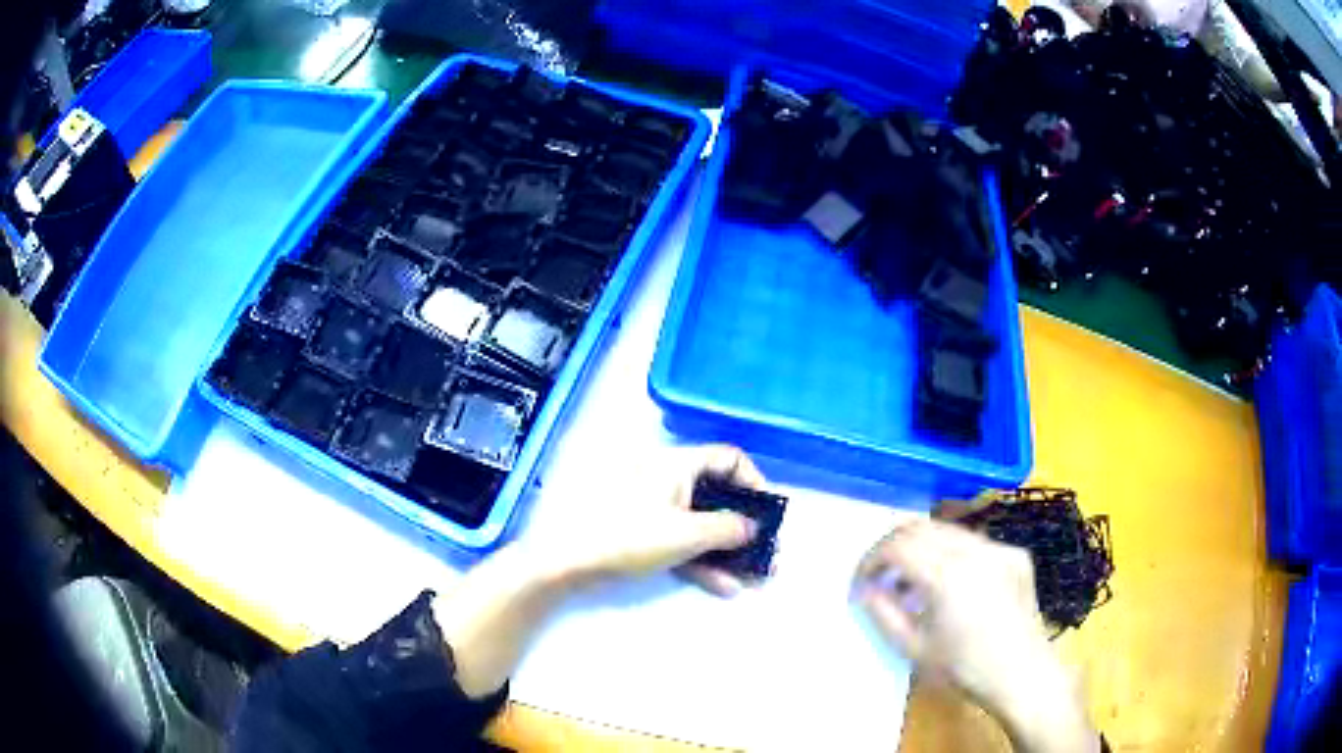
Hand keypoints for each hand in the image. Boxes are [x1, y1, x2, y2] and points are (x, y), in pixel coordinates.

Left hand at [524, 445, 766, 595]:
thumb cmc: (630, 536)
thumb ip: (728, 529)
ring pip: (702, 525)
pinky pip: (682, 542)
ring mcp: (655, 508)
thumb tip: (753, 528)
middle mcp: (669, 480)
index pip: (729, 459)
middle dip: (745, 530)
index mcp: (678, 465)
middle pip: (719, 497)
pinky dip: (702, 560)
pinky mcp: (643, 533)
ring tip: (753, 579)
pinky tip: (723, 586)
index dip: (754, 482)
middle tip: (765, 553)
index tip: (767, 514)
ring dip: (728, 552)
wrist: (570, 561)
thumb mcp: (687, 533)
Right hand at [852, 520, 1097, 752]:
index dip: (872, 559)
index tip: (862, 581)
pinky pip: (974, 543)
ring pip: (948, 530)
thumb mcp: (914, 648)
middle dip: (893, 546)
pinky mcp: (1015, 554)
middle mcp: (975, 550)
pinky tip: (950, 585)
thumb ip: (883, 613)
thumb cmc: (964, 669)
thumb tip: (866, 588)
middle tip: (880, 574)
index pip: (898, 546)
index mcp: (948, 575)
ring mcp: (999, 548)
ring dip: (922, 548)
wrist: (1023, 674)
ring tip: (912, 582)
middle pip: (921, 527)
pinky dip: (951, 554)